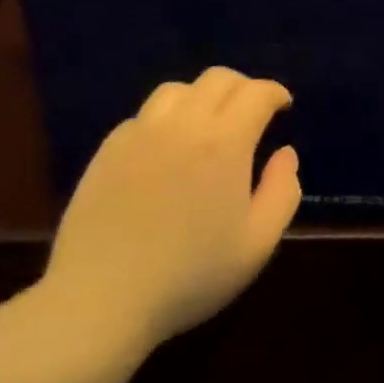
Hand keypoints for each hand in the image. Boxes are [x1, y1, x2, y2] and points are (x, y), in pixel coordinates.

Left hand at [33, 68, 299, 358]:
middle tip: (251, 112)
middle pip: (218, 78)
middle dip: (243, 87)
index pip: (257, 92)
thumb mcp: (257, 244)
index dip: (275, 93)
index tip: (283, 107)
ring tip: (206, 124)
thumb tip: (286, 153)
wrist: (97, 304)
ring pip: (177, 89)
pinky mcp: (107, 151)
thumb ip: (283, 191)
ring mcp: (140, 134)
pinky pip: (142, 116)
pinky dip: (164, 120)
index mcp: (225, 141)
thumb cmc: (188, 276)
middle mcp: (184, 124)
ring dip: (201, 97)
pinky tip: (164, 149)